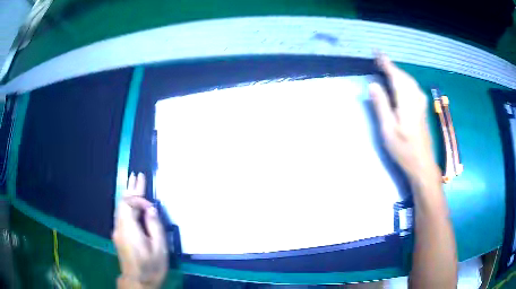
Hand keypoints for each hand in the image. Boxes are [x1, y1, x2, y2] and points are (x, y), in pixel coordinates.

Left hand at [112, 173, 167, 288]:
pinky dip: (127, 205)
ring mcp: (117, 231)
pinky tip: (131, 203)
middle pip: (122, 202)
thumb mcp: (159, 249)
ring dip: (128, 195)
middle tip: (137, 175)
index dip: (138, 199)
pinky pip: (121, 214)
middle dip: (130, 189)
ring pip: (120, 207)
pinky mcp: (119, 235)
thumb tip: (150, 209)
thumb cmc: (151, 267)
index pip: (127, 203)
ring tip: (134, 183)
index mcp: (128, 229)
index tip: (151, 206)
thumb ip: (155, 226)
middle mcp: (119, 227)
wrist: (138, 281)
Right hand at [369, 53, 438, 179]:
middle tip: (379, 60)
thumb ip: (381, 105)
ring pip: (410, 81)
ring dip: (399, 72)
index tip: (377, 53)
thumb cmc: (403, 149)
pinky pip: (413, 87)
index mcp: (406, 102)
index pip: (396, 76)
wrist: (422, 163)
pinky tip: (402, 83)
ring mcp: (421, 103)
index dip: (386, 63)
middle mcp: (415, 98)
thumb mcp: (388, 130)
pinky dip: (405, 80)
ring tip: (388, 69)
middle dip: (392, 66)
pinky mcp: (422, 109)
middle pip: (404, 76)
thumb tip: (373, 84)